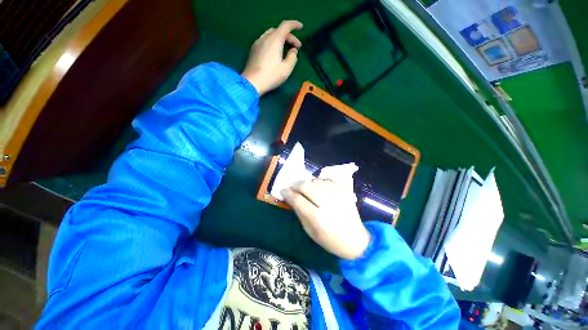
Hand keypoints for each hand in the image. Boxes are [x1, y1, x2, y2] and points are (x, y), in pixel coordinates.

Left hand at [242, 20, 302, 94]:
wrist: (252, 82)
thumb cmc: (271, 76)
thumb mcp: (286, 69)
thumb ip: (292, 57)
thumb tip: (293, 51)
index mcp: (275, 39)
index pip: (286, 25)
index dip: (294, 24)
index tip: (301, 27)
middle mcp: (265, 38)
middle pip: (279, 31)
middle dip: (289, 36)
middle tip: (296, 47)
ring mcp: (258, 43)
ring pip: (271, 35)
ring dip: (280, 39)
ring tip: (285, 49)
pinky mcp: (253, 50)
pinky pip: (265, 41)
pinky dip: (273, 43)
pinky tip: (275, 53)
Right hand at [282, 179, 370, 259]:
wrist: (357, 241)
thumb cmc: (331, 241)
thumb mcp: (311, 232)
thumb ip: (300, 214)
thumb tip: (291, 199)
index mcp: (317, 218)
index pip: (298, 199)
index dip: (288, 193)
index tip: (283, 191)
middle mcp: (327, 203)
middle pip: (306, 186)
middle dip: (295, 185)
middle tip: (291, 188)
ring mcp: (337, 195)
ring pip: (316, 181)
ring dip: (306, 182)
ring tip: (302, 187)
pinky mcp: (344, 192)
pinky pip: (327, 180)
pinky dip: (318, 181)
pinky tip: (315, 186)